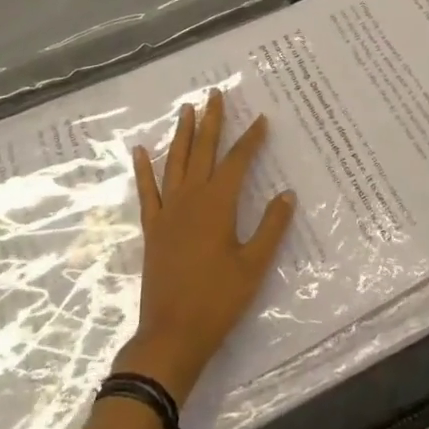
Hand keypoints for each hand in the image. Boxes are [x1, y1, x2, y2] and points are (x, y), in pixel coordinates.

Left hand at [118, 89, 296, 401]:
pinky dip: (144, 169)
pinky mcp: (152, 227)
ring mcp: (168, 211)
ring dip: (181, 134)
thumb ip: (271, 227)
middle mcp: (191, 198)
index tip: (261, 119)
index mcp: (218, 204)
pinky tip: (140, 150)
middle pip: (203, 150)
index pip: (237, 161)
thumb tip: (288, 193)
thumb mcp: (254, 266)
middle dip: (211, 121)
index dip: (251, 139)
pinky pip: (147, 191)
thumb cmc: (218, 301)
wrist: (171, 335)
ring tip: (186, 109)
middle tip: (215, 94)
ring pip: (175, 162)